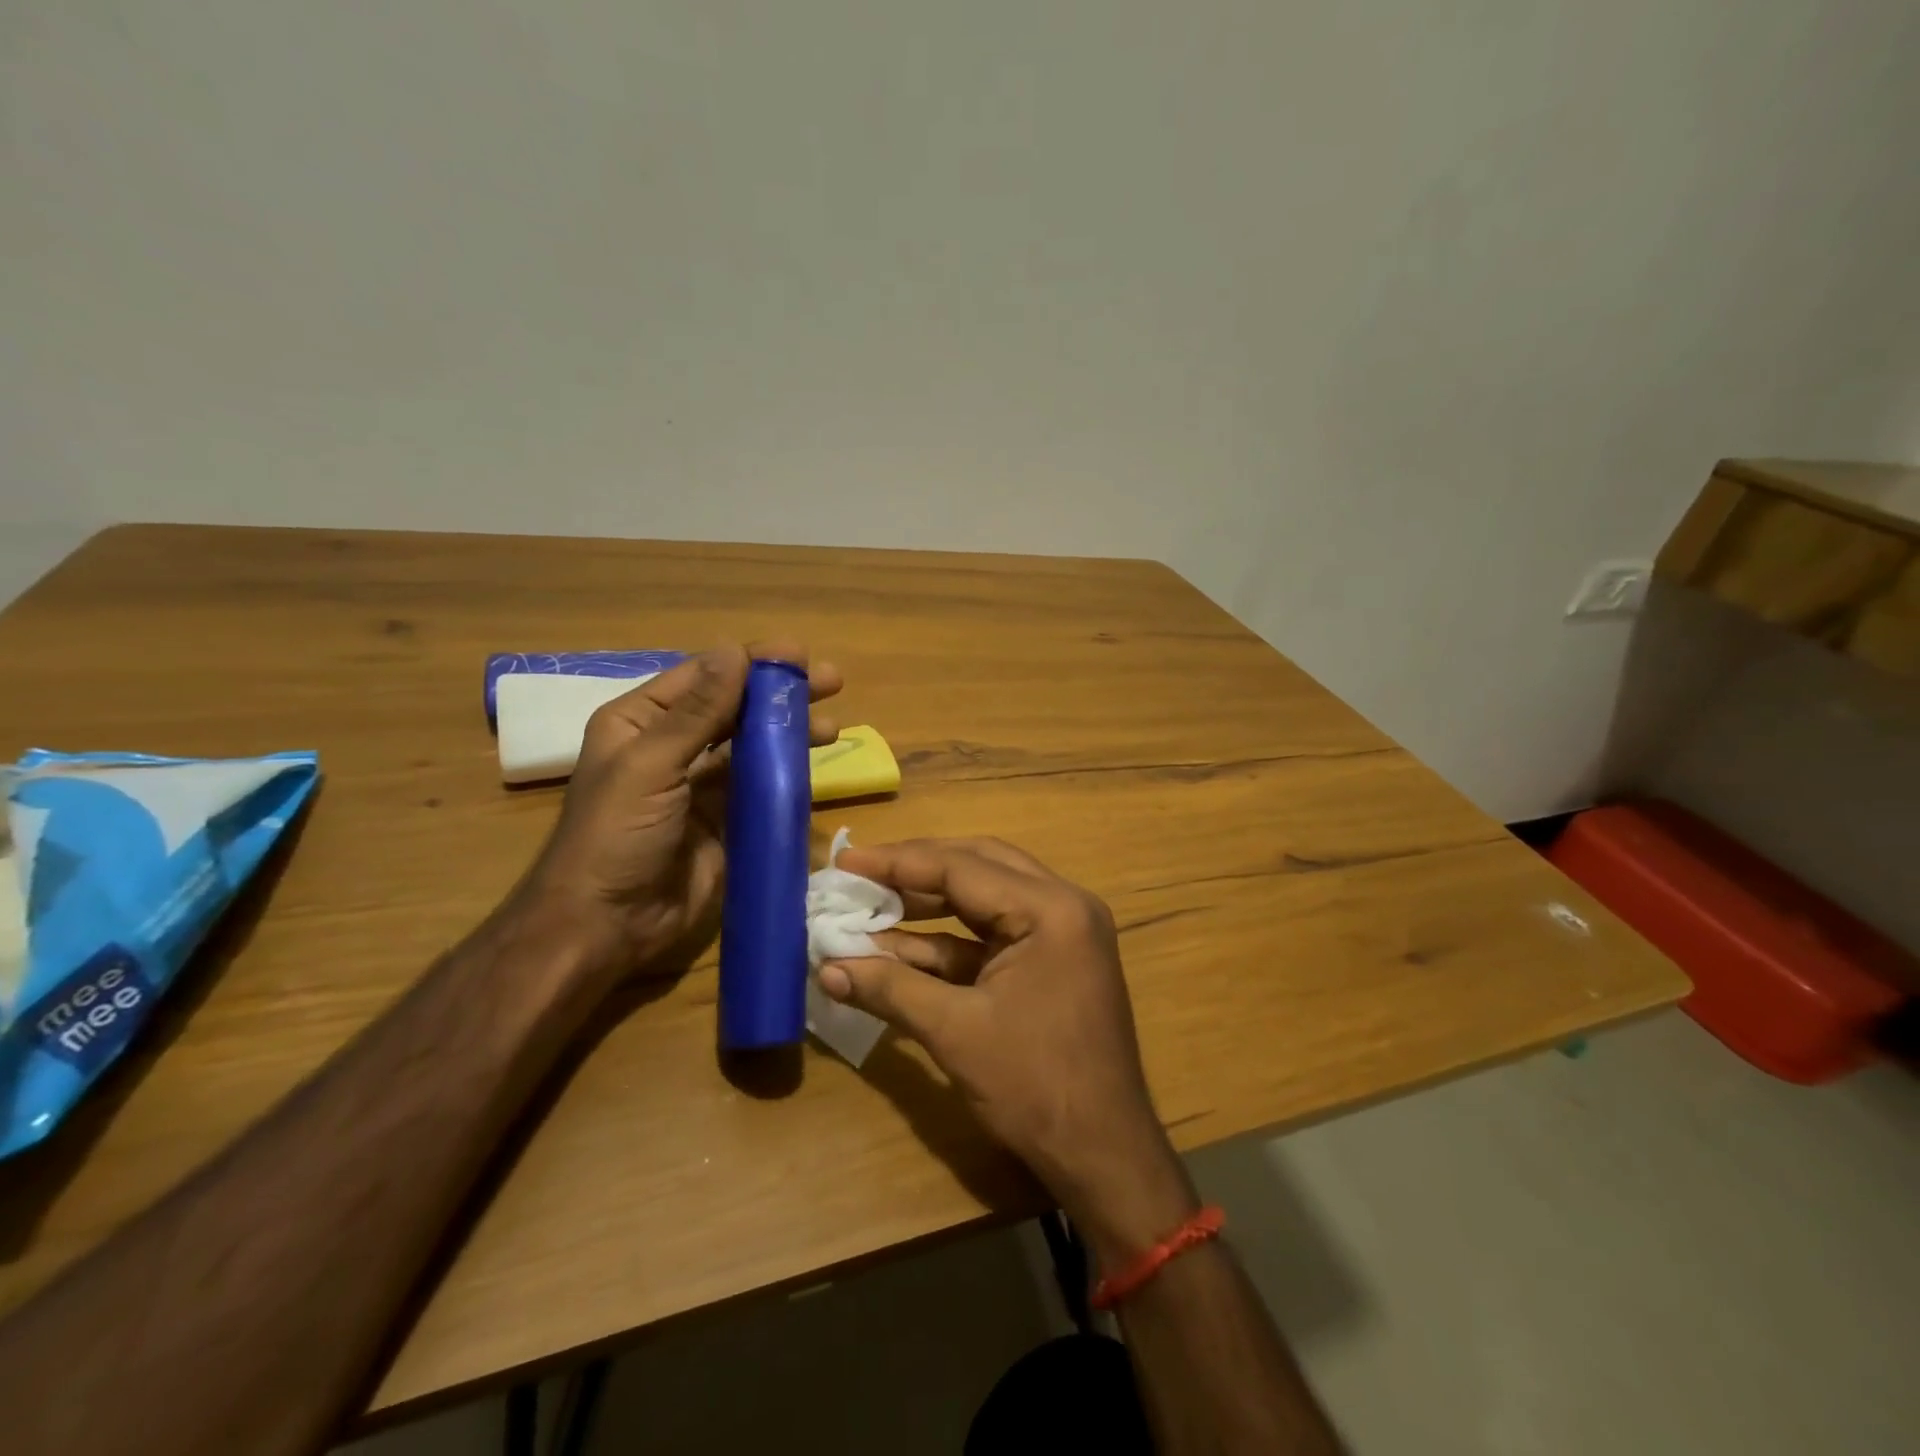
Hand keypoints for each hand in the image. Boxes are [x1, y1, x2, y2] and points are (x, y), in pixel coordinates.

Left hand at [521, 642, 841, 981]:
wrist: (605, 925)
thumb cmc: (615, 836)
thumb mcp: (650, 765)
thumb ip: (698, 712)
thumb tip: (734, 650)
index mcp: (640, 722)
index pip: (704, 676)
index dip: (751, 662)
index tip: (798, 654)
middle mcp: (671, 747)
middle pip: (735, 709)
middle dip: (780, 695)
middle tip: (830, 682)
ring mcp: (700, 786)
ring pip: (753, 748)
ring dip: (790, 734)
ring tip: (831, 728)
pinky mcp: (725, 821)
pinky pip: (760, 789)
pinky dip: (787, 775)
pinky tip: (815, 766)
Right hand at [818, 838, 1198, 1265]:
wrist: (1103, 1156)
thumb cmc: (1035, 1088)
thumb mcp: (955, 1032)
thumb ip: (890, 988)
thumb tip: (826, 967)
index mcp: (1050, 909)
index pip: (962, 867)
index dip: (898, 862)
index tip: (846, 861)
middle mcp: (1062, 905)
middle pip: (977, 866)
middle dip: (915, 870)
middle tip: (861, 873)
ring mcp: (1061, 932)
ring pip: (983, 898)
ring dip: (927, 905)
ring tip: (869, 904)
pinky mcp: (1051, 960)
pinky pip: (991, 934)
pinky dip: (947, 940)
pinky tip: (896, 948)